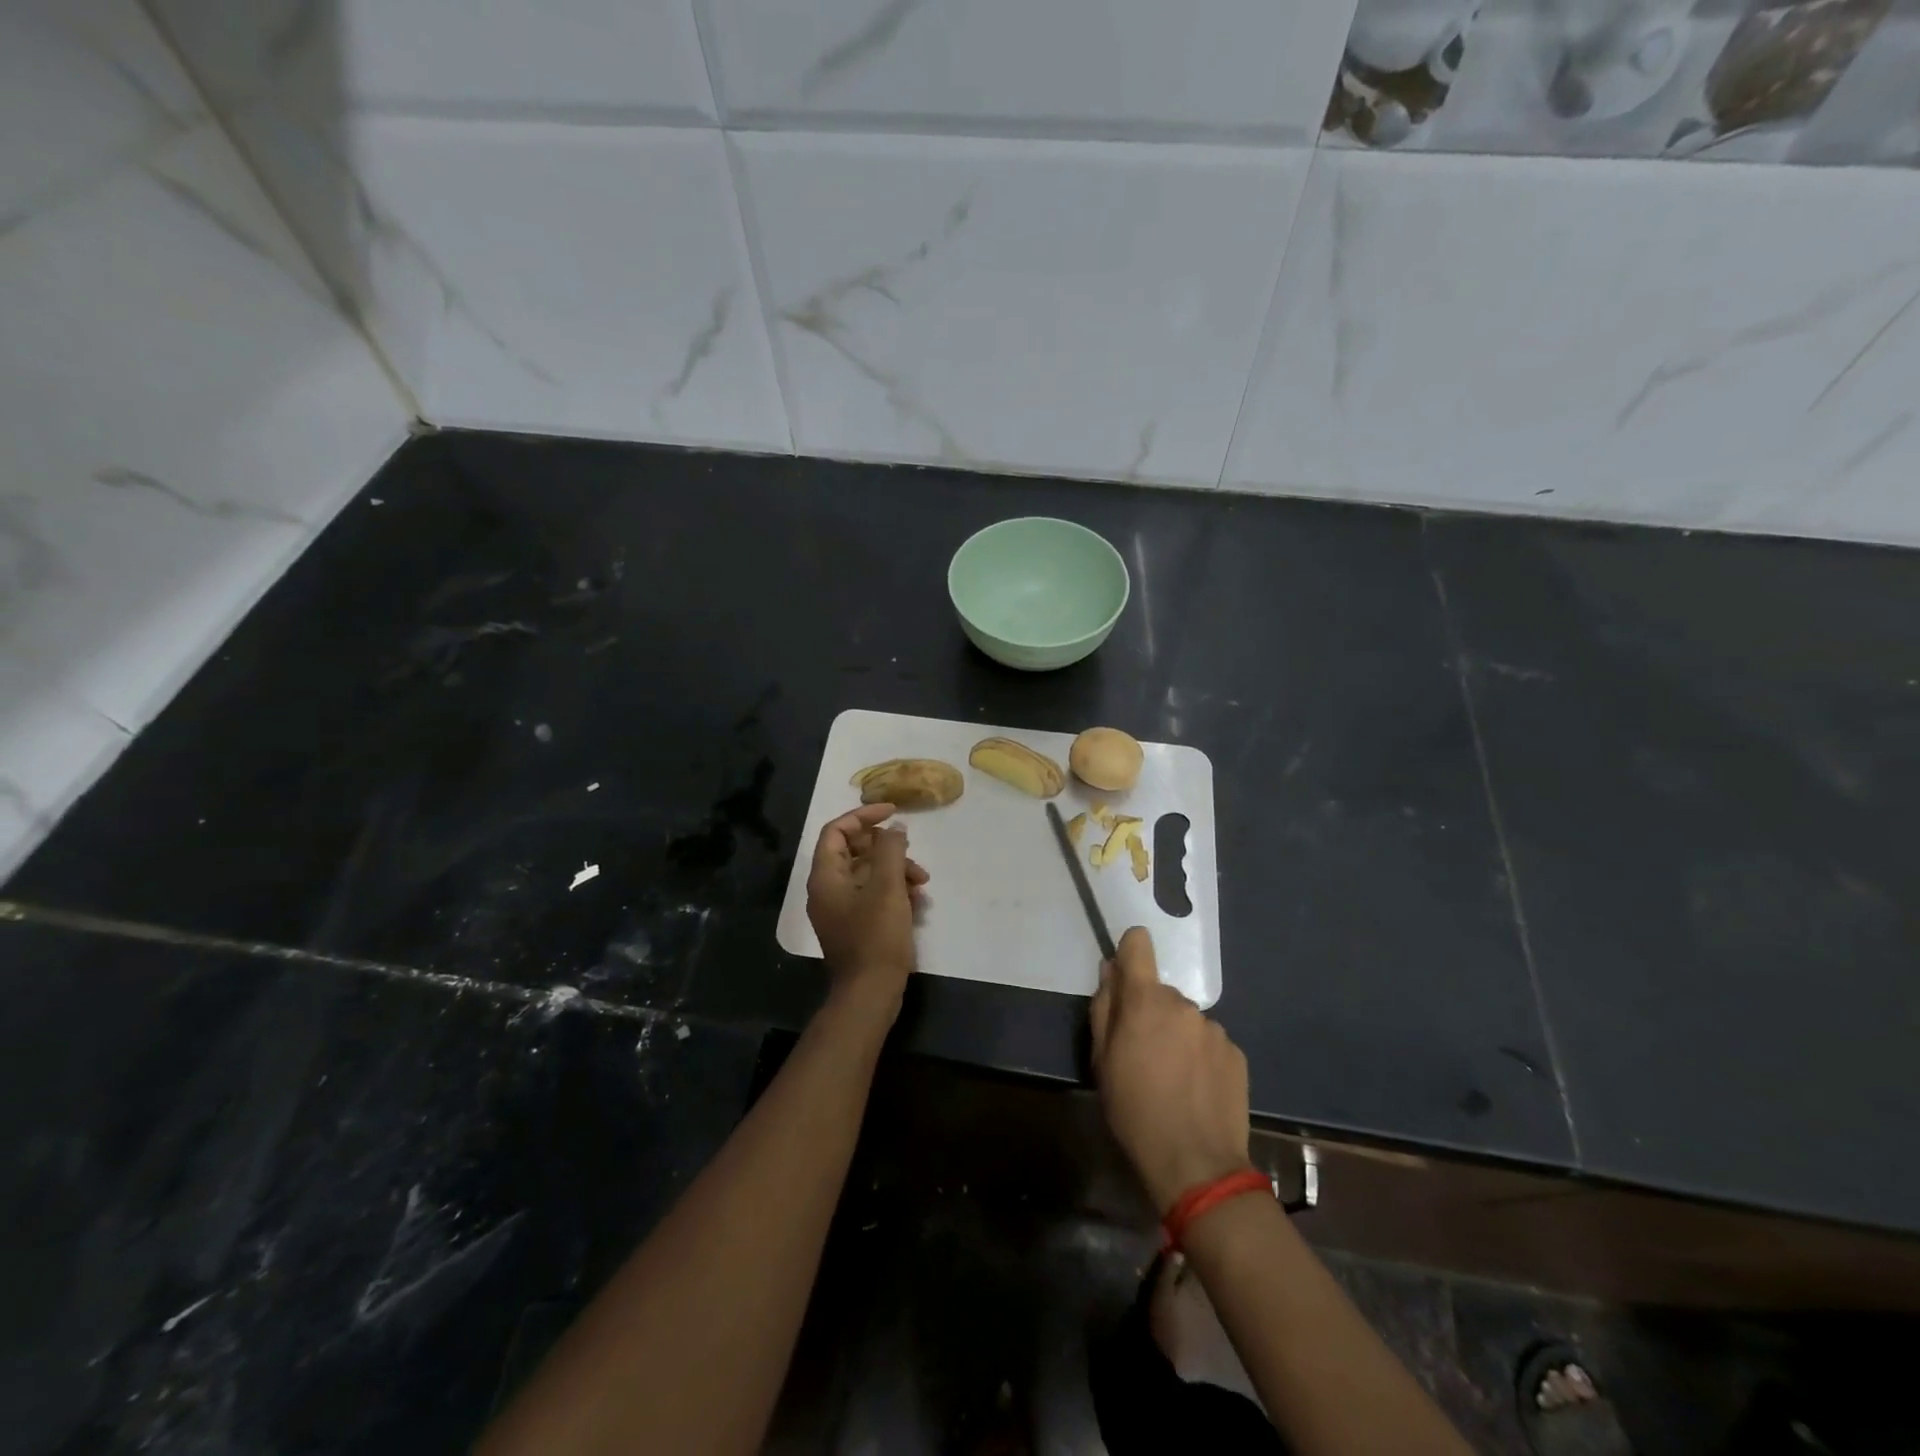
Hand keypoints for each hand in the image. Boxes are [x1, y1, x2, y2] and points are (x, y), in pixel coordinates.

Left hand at [805, 803, 928, 1013]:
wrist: (871, 993)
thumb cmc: (876, 936)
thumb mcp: (887, 886)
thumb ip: (890, 849)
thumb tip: (894, 828)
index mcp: (826, 877)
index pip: (837, 831)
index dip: (864, 815)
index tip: (893, 812)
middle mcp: (827, 890)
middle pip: (854, 851)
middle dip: (887, 848)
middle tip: (912, 852)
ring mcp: (840, 910)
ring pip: (868, 874)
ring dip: (896, 871)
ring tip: (922, 883)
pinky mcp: (855, 926)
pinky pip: (873, 896)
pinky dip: (894, 891)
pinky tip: (917, 901)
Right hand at [1090, 927, 1252, 1214]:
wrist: (1196, 1164)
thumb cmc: (1134, 1110)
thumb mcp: (1101, 1061)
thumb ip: (1103, 1009)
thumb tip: (1109, 972)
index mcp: (1145, 1000)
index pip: (1138, 944)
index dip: (1130, 951)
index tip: (1124, 976)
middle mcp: (1183, 1003)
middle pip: (1160, 992)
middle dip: (1150, 1012)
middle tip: (1143, 1054)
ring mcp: (1214, 1028)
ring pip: (1186, 1019)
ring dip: (1177, 1035)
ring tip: (1173, 1078)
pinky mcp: (1236, 1052)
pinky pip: (1209, 1042)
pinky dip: (1200, 1056)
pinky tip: (1196, 1090)